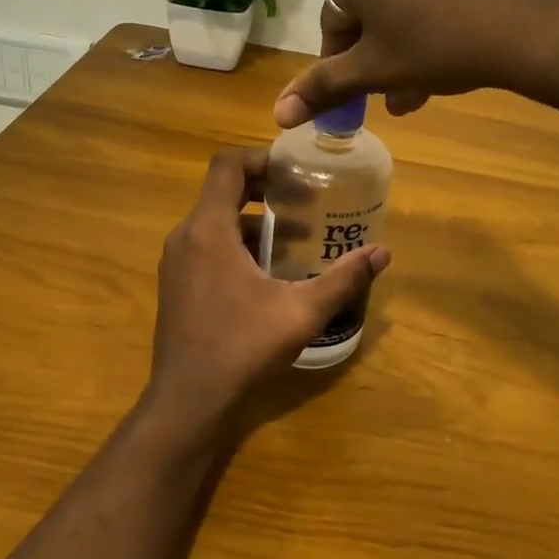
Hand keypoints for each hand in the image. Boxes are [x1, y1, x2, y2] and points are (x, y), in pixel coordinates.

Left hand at [144, 149, 390, 440]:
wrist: (188, 400)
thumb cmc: (241, 348)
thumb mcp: (300, 312)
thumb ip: (343, 279)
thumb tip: (383, 252)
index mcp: (208, 230)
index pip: (226, 165)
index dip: (260, 158)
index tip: (293, 171)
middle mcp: (185, 236)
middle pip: (221, 190)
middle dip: (263, 190)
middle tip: (303, 202)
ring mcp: (176, 261)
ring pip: (214, 221)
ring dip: (251, 221)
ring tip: (292, 239)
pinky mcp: (176, 283)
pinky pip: (205, 245)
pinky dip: (235, 244)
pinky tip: (266, 273)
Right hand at [273, 0, 558, 126]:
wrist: (537, 20)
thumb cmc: (440, 45)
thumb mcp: (377, 71)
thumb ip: (323, 88)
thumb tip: (278, 115)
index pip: (336, 20)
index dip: (345, 63)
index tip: (364, 93)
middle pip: (372, 3)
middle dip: (382, 52)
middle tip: (401, 94)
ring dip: (409, 36)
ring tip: (430, 82)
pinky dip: (439, 9)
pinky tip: (458, 44)